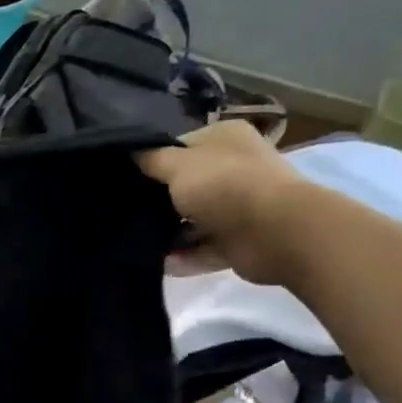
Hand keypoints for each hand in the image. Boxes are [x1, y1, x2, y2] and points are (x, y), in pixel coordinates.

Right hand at [137, 121, 312, 285]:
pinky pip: (204, 247)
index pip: (179, 147)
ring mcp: (240, 205)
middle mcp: (235, 168)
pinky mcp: (240, 240)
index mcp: (225, 139)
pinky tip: (160, 263)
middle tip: (126, 212)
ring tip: (137, 241)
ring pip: (194, 219)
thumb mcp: (176, 165)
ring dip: (170, 232)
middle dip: (159, 200)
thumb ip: (150, 159)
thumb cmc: (224, 186)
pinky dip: (185, 256)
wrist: (275, 233)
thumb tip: (131, 153)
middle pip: (186, 184)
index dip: (153, 161)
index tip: (126, 179)